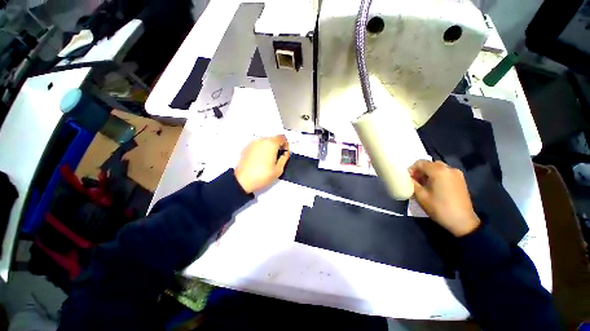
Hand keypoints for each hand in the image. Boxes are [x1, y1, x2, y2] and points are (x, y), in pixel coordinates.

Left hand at [234, 135, 289, 193]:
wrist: (243, 181)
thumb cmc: (263, 175)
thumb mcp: (279, 169)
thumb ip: (285, 158)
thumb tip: (285, 153)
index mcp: (271, 143)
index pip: (282, 137)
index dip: (286, 145)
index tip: (284, 153)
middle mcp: (261, 140)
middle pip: (273, 139)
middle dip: (277, 146)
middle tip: (277, 158)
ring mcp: (252, 143)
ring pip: (265, 142)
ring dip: (269, 148)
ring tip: (268, 160)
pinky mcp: (246, 148)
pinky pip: (257, 146)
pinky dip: (261, 150)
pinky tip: (260, 161)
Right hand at [409, 160, 480, 236]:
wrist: (462, 221)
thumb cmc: (439, 208)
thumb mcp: (420, 196)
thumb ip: (412, 183)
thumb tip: (408, 178)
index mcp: (438, 171)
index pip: (420, 163)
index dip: (411, 169)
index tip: (408, 178)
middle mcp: (449, 169)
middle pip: (430, 164)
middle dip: (420, 170)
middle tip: (415, 181)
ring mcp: (457, 174)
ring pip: (438, 167)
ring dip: (428, 173)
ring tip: (424, 184)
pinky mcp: (460, 180)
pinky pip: (445, 172)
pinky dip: (437, 175)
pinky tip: (434, 186)